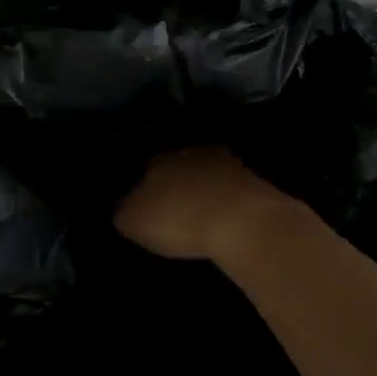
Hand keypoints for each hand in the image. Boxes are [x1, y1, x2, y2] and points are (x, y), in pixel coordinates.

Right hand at [114, 147, 300, 264]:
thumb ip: (124, 212)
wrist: (241, 220)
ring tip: (201, 212)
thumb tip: (123, 209)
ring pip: (207, 172)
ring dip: (204, 188)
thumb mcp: (133, 223)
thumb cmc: (178, 220)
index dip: (144, 185)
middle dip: (176, 183)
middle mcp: (189, 152)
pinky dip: (226, 199)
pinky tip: (224, 215)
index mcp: (157, 159)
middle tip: (173, 207)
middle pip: (178, 164)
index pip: (145, 166)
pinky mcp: (253, 178)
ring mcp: (225, 162)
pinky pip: (231, 187)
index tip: (146, 204)